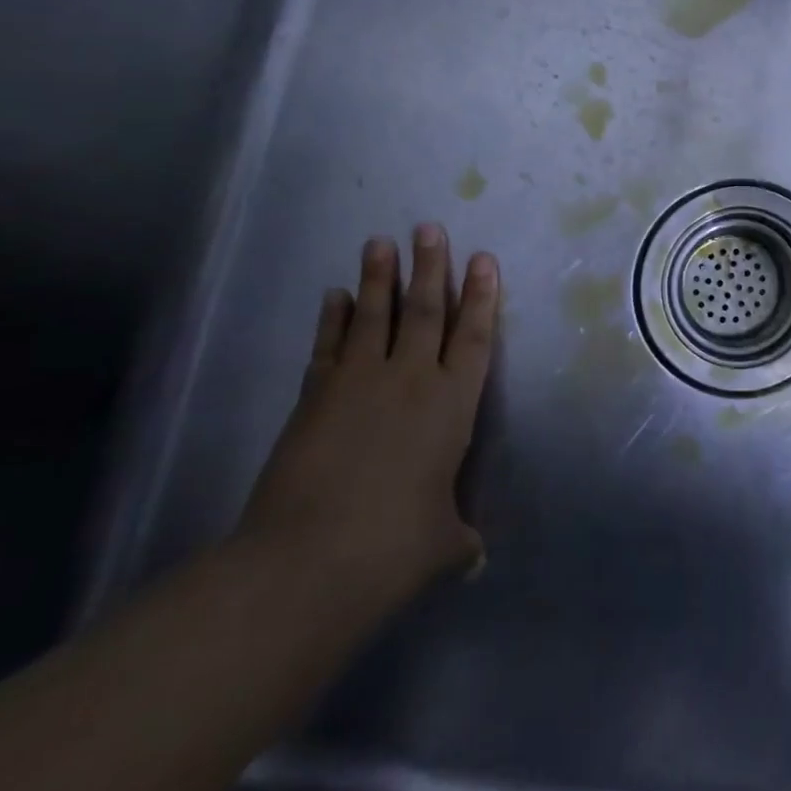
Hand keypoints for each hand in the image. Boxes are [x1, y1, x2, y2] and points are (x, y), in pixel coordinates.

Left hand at [240, 224, 498, 605]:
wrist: (308, 562)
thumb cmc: (393, 549)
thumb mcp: (442, 546)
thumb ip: (460, 540)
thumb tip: (474, 559)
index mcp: (453, 405)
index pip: (475, 337)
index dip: (481, 296)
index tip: (483, 259)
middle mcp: (411, 381)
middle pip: (425, 311)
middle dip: (431, 267)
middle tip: (430, 227)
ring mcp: (359, 384)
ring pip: (375, 317)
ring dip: (380, 277)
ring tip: (381, 241)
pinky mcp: (315, 397)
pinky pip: (329, 346)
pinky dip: (333, 318)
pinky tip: (336, 295)